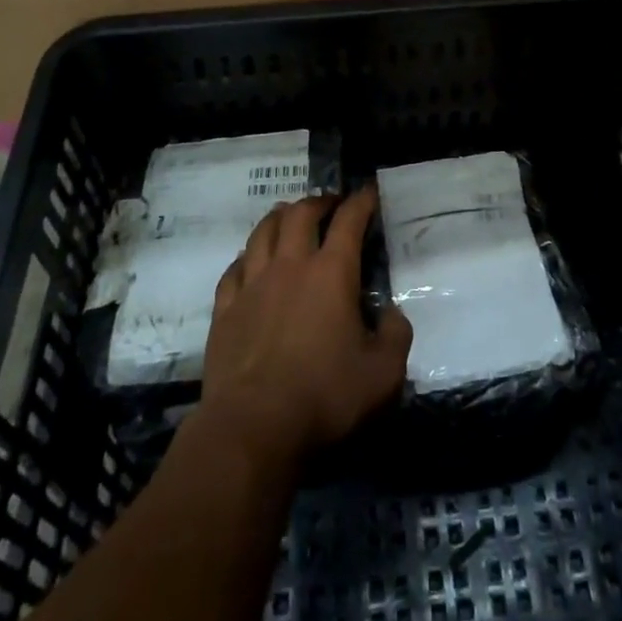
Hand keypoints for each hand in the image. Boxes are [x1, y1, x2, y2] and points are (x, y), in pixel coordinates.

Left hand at [200, 183, 412, 467]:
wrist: (252, 428)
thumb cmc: (324, 397)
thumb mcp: (383, 374)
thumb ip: (396, 336)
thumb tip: (391, 314)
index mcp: (332, 273)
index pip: (349, 221)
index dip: (361, 201)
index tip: (369, 192)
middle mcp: (290, 266)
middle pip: (300, 214)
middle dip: (319, 202)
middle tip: (330, 205)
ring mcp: (252, 285)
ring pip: (262, 232)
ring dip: (279, 217)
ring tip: (289, 217)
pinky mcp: (225, 309)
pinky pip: (234, 268)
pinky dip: (247, 256)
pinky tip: (250, 262)